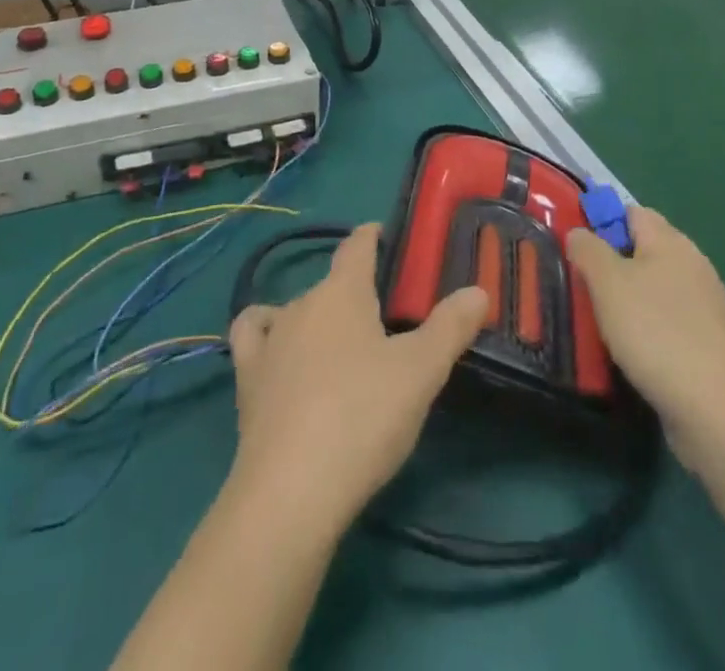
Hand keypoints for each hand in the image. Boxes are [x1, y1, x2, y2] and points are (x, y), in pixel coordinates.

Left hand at [225, 224, 487, 537]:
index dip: (372, 236)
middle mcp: (301, 303)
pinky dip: (267, 333)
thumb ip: (450, 327)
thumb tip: (477, 290)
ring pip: (297, 311)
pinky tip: (279, 351)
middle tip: (386, 317)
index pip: (357, 246)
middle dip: (356, 292)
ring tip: (342, 346)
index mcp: (343, 292)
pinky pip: (255, 336)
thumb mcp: (421, 372)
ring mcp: (270, 339)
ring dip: (319, 319)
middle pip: (332, 284)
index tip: (384, 234)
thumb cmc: (364, 416)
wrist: (292, 490)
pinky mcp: (247, 377)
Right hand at [566, 205, 724, 463]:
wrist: (721, 412)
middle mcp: (692, 267)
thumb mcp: (607, 281)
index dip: (601, 222)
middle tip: (580, 287)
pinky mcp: (707, 347)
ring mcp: (704, 309)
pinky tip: (628, 354)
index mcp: (671, 242)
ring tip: (596, 324)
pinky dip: (645, 334)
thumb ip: (588, 249)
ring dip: (625, 304)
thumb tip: (579, 233)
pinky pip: (666, 325)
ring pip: (653, 291)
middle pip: (642, 252)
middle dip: (610, 267)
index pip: (631, 212)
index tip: (576, 249)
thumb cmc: (657, 332)